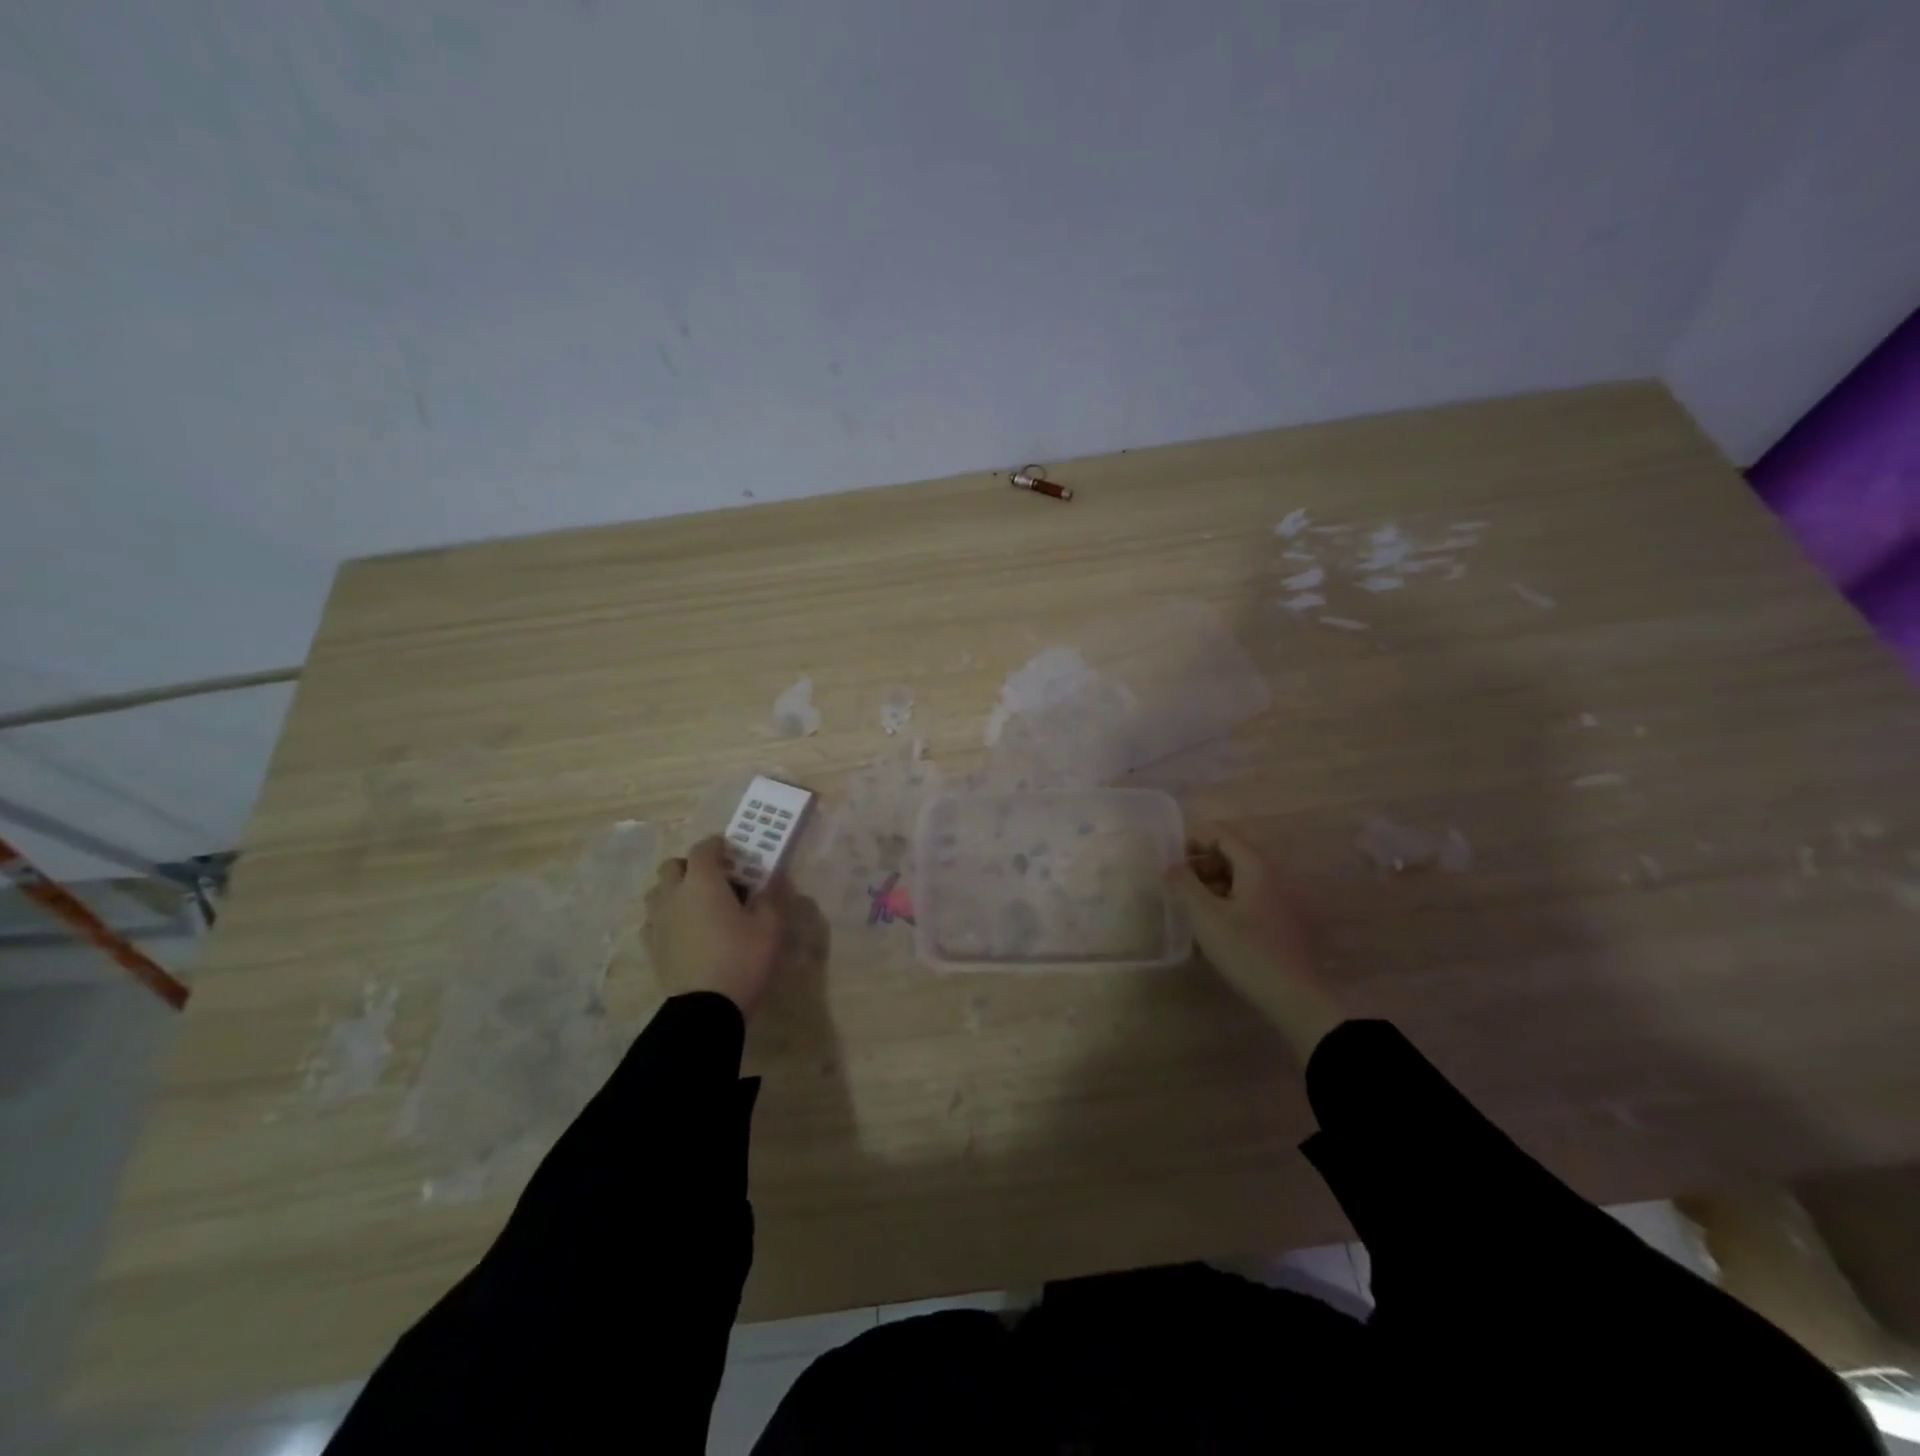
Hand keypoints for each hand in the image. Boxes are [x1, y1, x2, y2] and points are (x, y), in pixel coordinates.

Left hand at [643, 837, 785, 1016]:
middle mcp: (674, 894)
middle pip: (672, 865)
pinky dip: (667, 916)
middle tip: (714, 878)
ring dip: (674, 889)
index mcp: (703, 882)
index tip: (731, 849)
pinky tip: (684, 930)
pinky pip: (653, 920)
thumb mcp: (770, 926)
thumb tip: (772, 879)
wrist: (705, 1008)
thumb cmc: (741, 958)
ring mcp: (658, 921)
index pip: (704, 848)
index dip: (717, 844)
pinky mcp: (651, 946)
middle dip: (691, 865)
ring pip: (658, 892)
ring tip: (696, 904)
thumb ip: (770, 897)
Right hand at [1166, 827, 1341, 1060]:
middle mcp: (1270, 875)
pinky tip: (1209, 926)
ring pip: (1236, 877)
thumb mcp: (1206, 916)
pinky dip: (1223, 900)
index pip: (1220, 833)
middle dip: (1197, 863)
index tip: (1167, 861)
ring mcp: (1277, 898)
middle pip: (1228, 853)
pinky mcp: (1277, 920)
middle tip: (1174, 886)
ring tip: (1187, 907)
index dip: (1190, 840)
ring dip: (1208, 884)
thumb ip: (1184, 884)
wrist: (1295, 998)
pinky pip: (1245, 896)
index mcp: (1255, 866)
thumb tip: (1170, 865)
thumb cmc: (1247, 951)